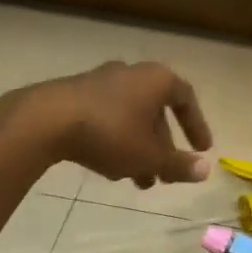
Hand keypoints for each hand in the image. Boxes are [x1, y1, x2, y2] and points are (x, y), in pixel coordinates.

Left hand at [0, 61, 213, 188]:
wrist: (44, 121)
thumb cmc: (111, 134)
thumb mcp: (150, 156)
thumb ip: (179, 164)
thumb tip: (206, 170)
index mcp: (156, 79)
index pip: (186, 99)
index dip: (197, 126)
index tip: (201, 149)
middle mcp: (131, 73)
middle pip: (156, 112)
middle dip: (162, 146)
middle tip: (165, 174)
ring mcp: (99, 81)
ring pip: (130, 118)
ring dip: (138, 148)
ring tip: (137, 179)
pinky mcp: (73, 94)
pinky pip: (106, 117)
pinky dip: (115, 140)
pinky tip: (108, 167)